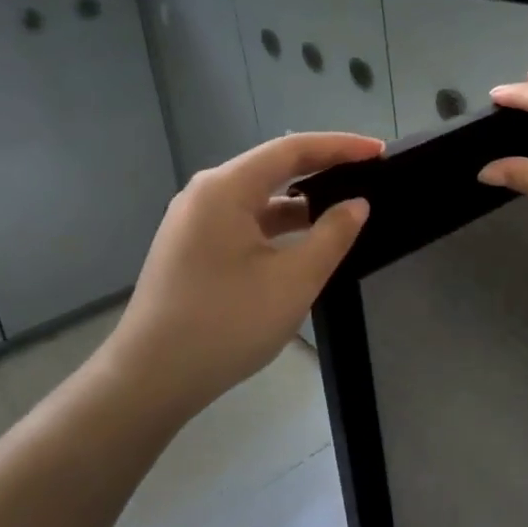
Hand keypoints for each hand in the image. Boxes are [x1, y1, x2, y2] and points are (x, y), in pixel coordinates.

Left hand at [105, 132, 379, 416]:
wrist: (148, 380)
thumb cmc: (225, 324)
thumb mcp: (293, 280)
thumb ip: (332, 235)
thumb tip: (356, 204)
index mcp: (225, 188)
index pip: (292, 149)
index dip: (340, 146)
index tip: (379, 151)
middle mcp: (205, 193)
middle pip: (272, 168)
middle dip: (322, 169)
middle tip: (367, 175)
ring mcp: (193, 221)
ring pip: (257, 198)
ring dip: (300, 202)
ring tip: (343, 209)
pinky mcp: (190, 247)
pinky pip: (243, 221)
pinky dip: (277, 225)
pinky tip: (303, 242)